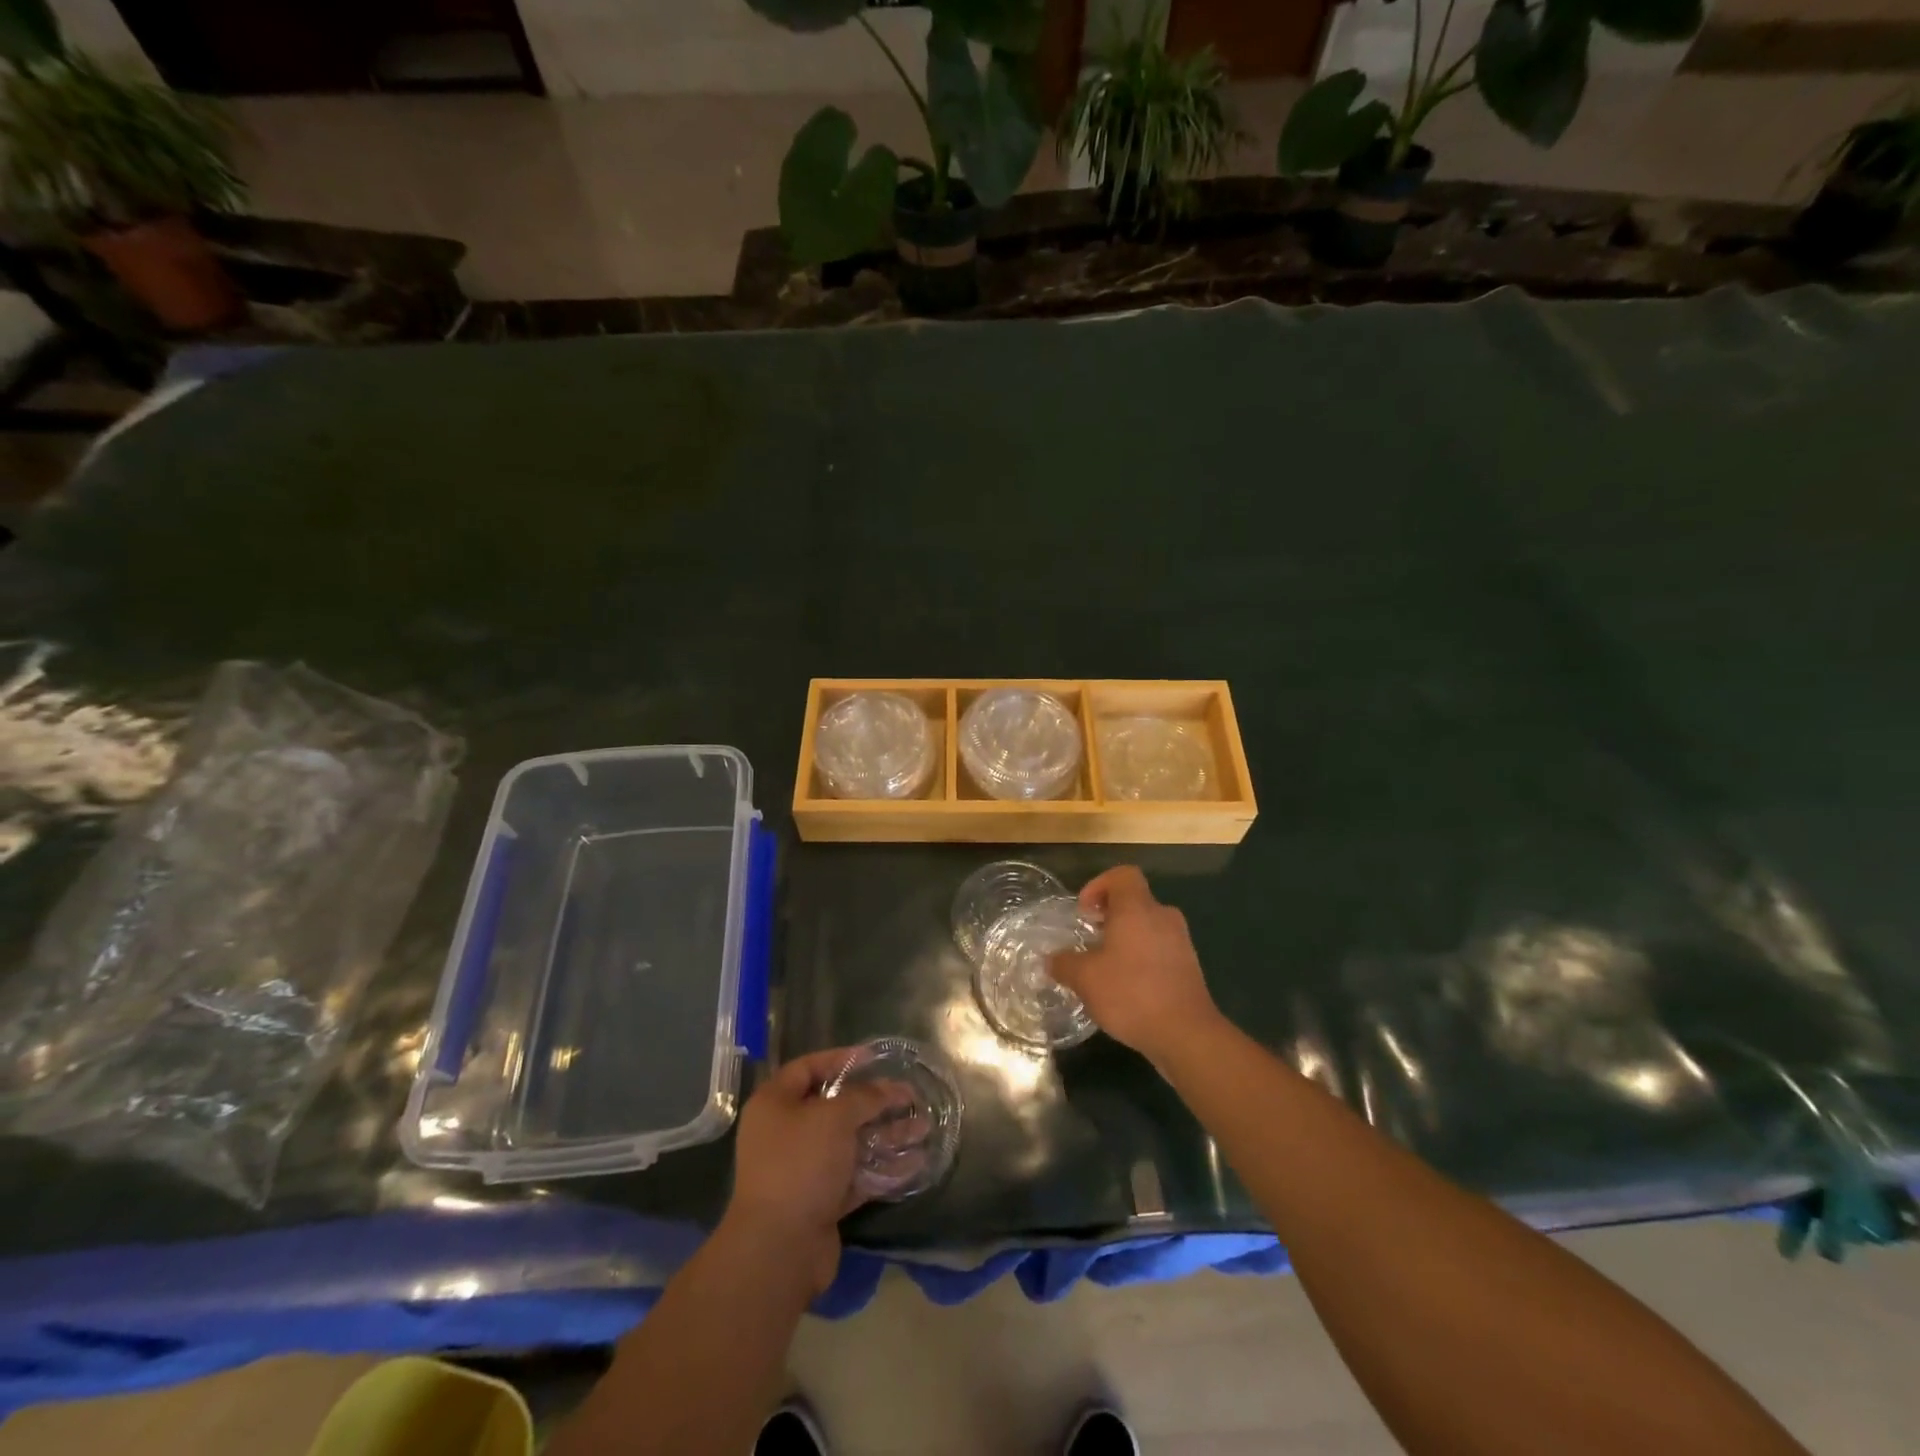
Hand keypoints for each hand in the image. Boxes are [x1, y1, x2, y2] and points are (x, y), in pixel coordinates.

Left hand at [723, 1047, 901, 1293]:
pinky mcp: (820, 1202)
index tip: (874, 1059)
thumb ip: (864, 1097)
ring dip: (885, 1135)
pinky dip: (882, 1168)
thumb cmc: (801, 1164)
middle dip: (874, 1102)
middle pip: (834, 1108)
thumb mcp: (834, 1117)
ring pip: (850, 1143)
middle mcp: (785, 1133)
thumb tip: (889, 1089)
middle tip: (908, 1095)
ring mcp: (803, 1170)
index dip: (841, 1059)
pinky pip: (855, 1176)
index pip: (808, 1068)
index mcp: (774, 1104)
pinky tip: (915, 1162)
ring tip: (923, 1127)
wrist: (779, 1249)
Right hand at [1049, 865, 1222, 1065]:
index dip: (1099, 885)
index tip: (1084, 912)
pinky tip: (1127, 987)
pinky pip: (1160, 949)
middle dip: (1109, 916)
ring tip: (1105, 967)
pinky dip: (1141, 958)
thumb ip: (1064, 964)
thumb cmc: (1131, 993)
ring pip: (1147, 926)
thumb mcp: (1085, 979)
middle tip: (1089, 939)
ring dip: (1125, 939)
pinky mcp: (1189, 966)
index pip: (1122, 875)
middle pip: (1134, 901)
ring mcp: (1180, 942)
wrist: (1187, 1034)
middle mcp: (1162, 916)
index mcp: (1137, 908)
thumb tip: (1051, 960)